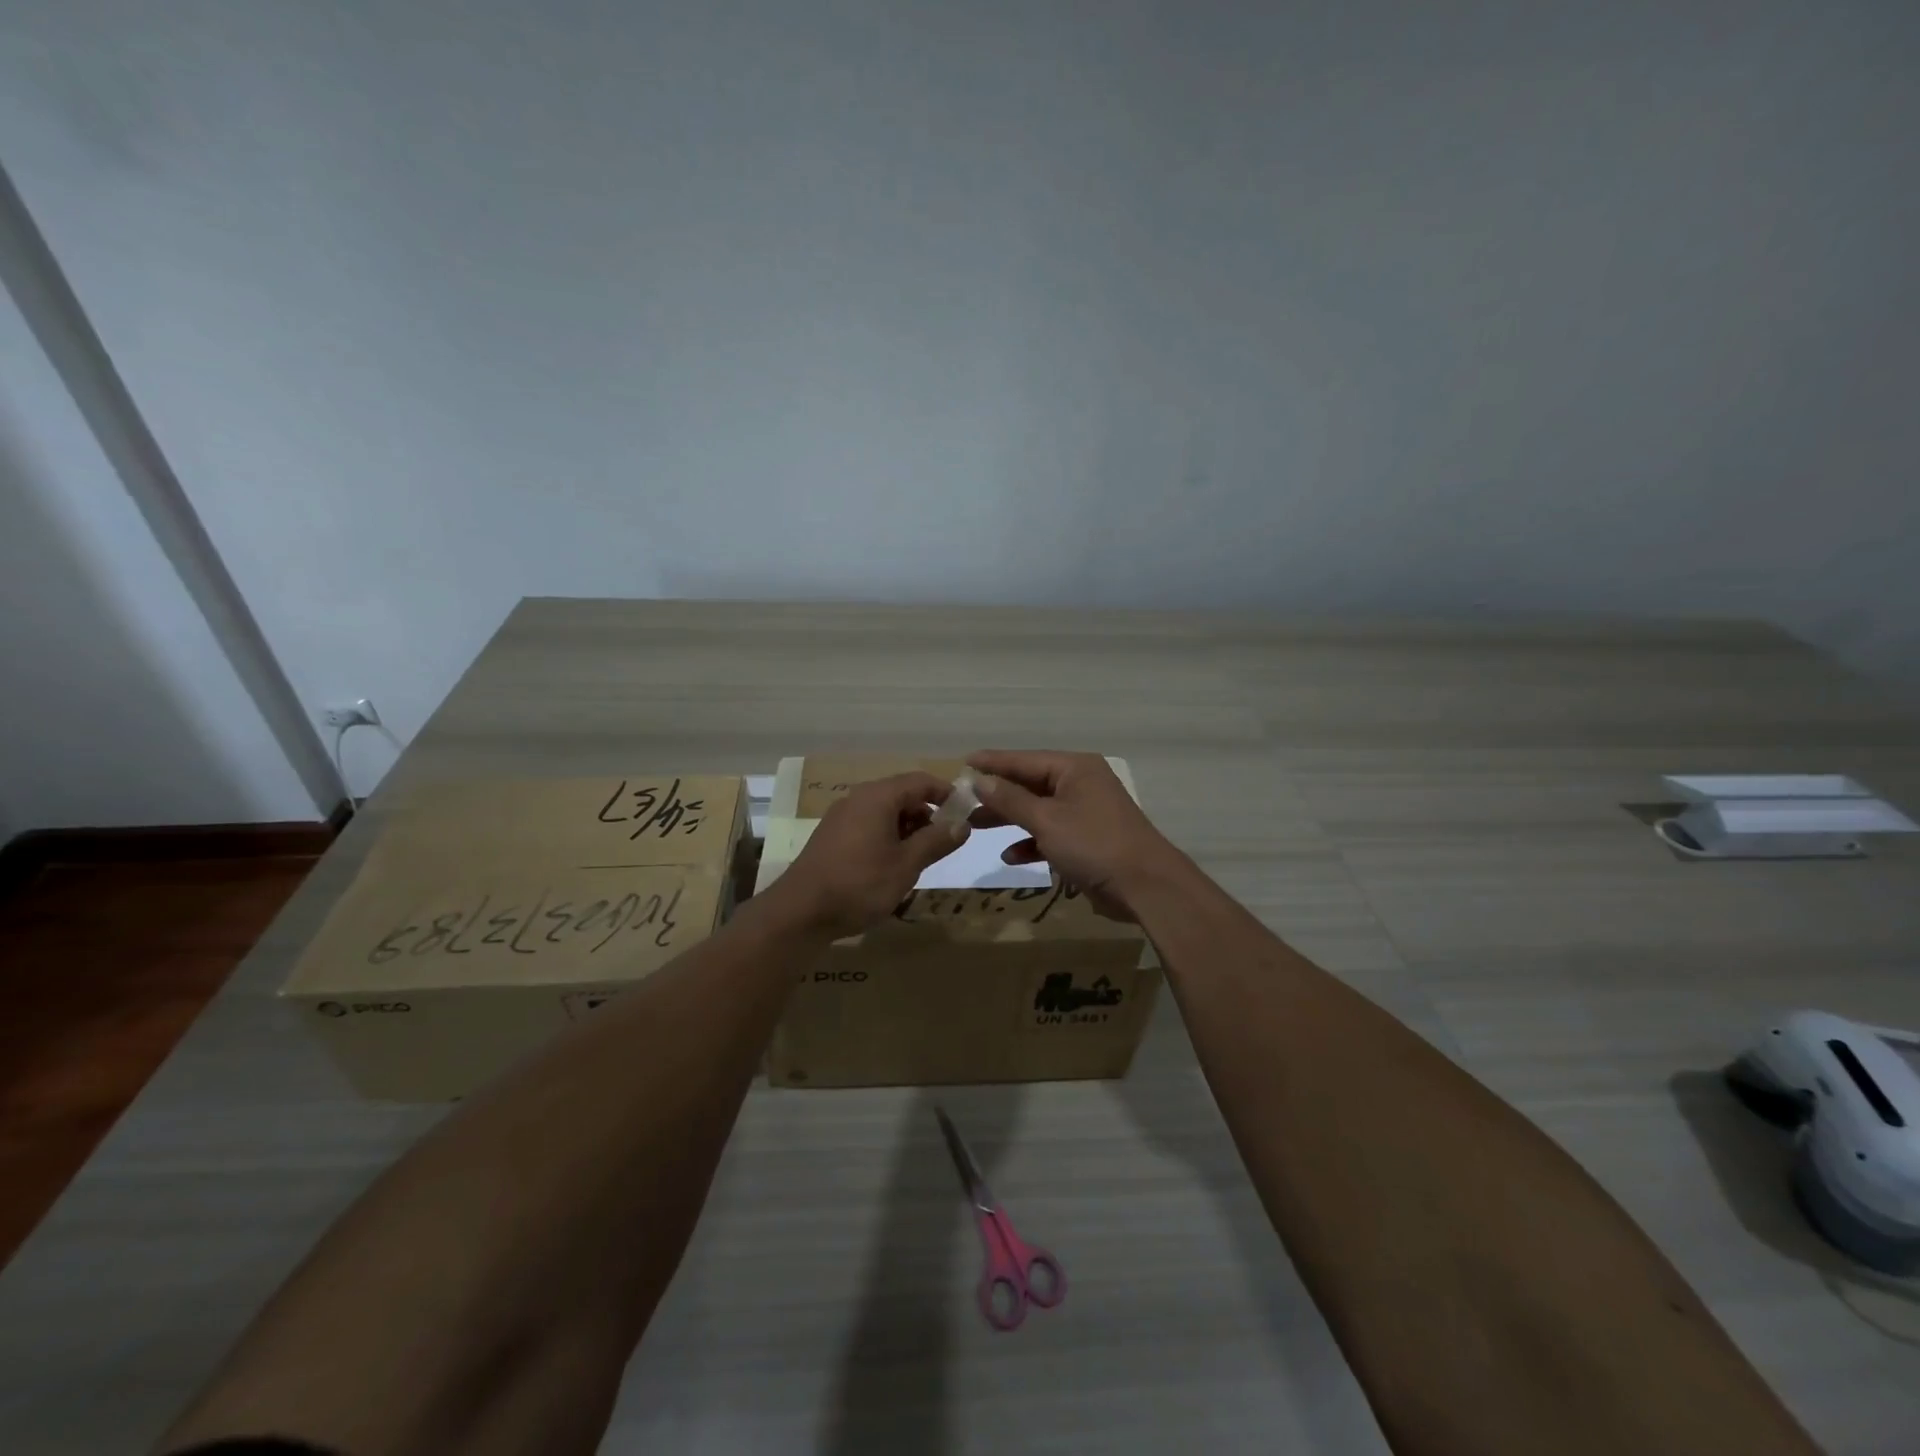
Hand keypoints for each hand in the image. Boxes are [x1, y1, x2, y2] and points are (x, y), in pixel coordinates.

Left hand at [769, 771, 969, 936]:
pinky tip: (890, 866)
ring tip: (919, 859)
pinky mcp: (831, 836)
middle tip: (943, 843)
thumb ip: (937, 841)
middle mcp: (858, 798)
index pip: (920, 781)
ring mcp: (841, 817)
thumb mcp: (907, 864)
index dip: (946, 793)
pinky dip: (886, 837)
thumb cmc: (860, 884)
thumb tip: (963, 823)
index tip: (965, 813)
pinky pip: (867, 825)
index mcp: (878, 797)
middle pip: (902, 794)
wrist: (801, 912)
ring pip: (884, 812)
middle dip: (926, 814)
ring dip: (907, 829)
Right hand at [966, 750, 1183, 921]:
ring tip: (976, 827)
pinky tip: (1012, 856)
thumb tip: (980, 780)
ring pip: (1038, 810)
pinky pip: (1051, 834)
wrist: (1145, 886)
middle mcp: (1080, 784)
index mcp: (1075, 769)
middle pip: (1030, 784)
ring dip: (1010, 819)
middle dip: (998, 794)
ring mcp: (1085, 813)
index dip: (993, 762)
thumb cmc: (1094, 844)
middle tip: (963, 801)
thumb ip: (1010, 800)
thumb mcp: (1046, 820)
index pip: (1024, 759)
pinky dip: (1032, 842)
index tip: (963, 762)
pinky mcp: (1087, 840)